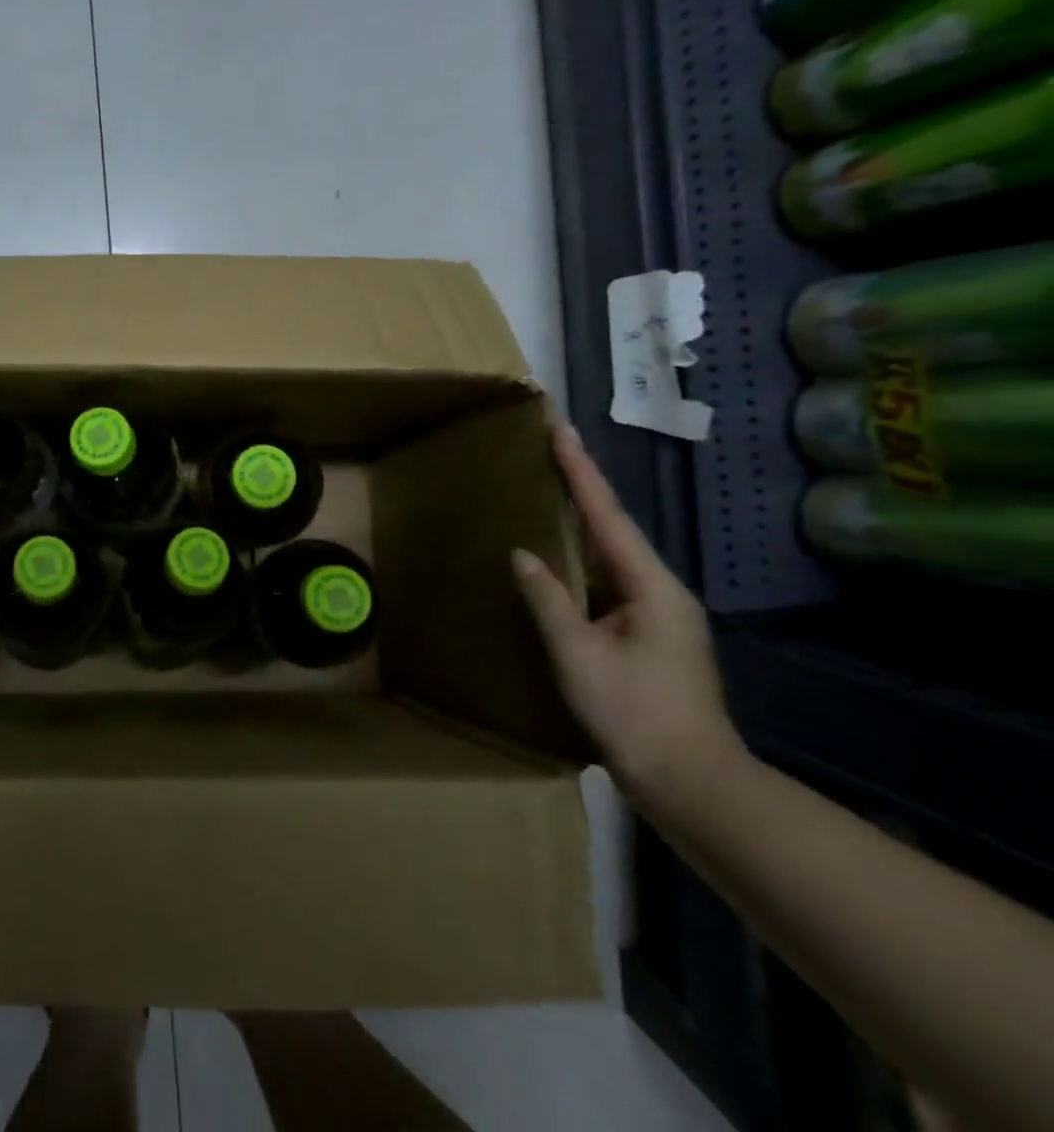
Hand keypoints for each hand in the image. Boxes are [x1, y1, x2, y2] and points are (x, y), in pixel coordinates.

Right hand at [512, 425, 744, 814]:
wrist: (692, 783)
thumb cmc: (635, 715)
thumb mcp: (580, 656)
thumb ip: (549, 601)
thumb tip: (522, 555)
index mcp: (651, 588)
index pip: (608, 517)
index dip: (582, 473)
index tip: (562, 431)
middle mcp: (659, 592)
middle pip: (614, 528)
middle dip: (583, 487)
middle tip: (552, 450)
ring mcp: (656, 615)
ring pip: (611, 555)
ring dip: (581, 521)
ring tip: (549, 491)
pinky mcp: (645, 635)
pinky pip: (606, 581)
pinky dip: (580, 558)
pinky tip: (557, 557)